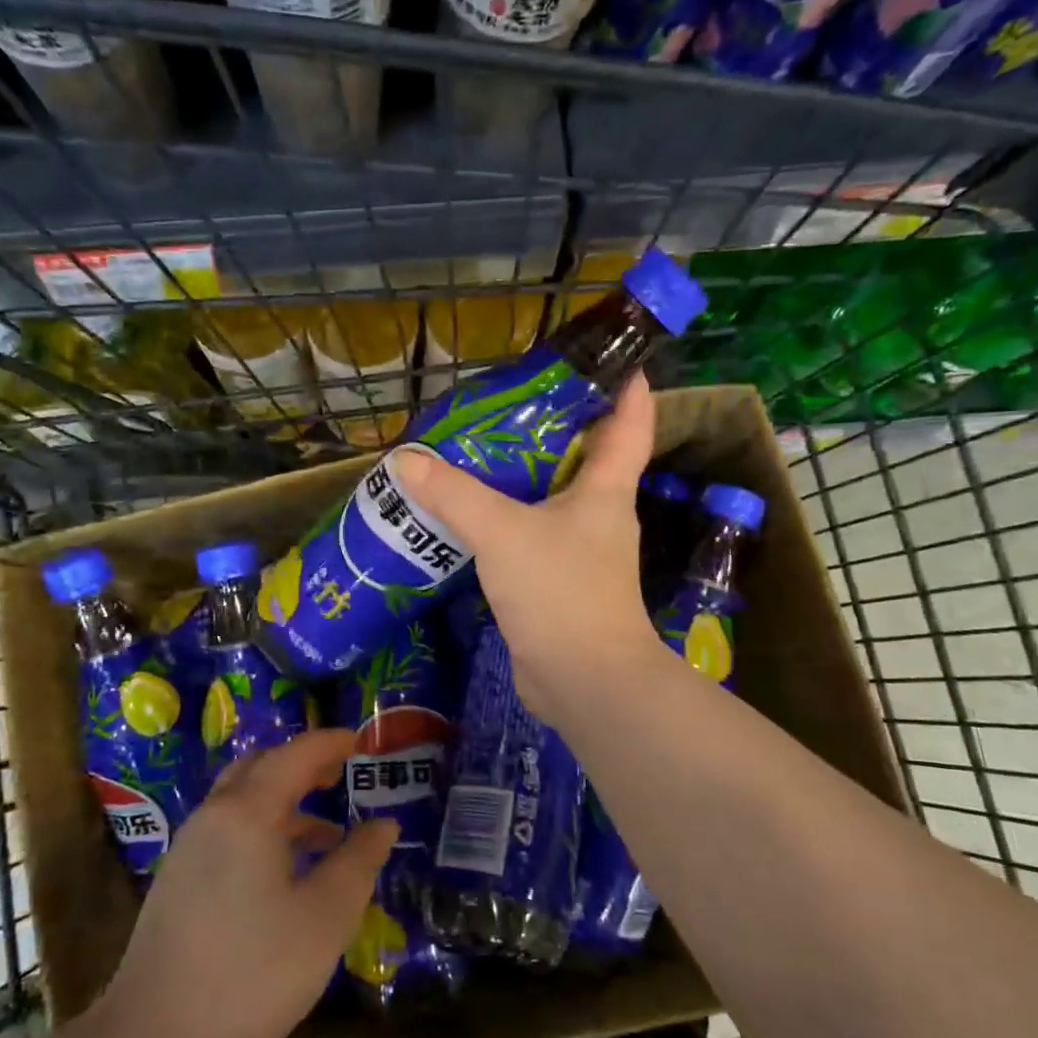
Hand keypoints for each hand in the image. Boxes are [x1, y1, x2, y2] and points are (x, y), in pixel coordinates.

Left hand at [104, 729, 397, 1037]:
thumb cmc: (254, 972)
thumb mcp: (325, 916)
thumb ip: (359, 860)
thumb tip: (384, 824)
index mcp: (246, 812)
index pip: (294, 755)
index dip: (330, 742)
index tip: (360, 740)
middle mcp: (212, 817)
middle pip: (261, 768)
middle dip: (303, 764)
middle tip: (341, 772)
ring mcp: (189, 849)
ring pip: (242, 803)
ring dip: (285, 802)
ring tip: (328, 832)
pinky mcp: (178, 882)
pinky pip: (228, 833)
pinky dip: (264, 832)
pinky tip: (288, 874)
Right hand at [396, 373, 662, 725]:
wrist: (582, 682)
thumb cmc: (560, 592)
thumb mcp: (502, 532)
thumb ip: (454, 494)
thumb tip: (407, 459)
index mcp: (605, 490)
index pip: (630, 423)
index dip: (625, 386)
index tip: (605, 356)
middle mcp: (599, 516)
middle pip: (585, 457)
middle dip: (553, 427)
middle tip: (505, 404)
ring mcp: (579, 553)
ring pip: (551, 500)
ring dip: (522, 478)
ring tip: (475, 454)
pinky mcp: (556, 584)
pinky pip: (530, 537)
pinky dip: (505, 522)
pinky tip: (469, 518)